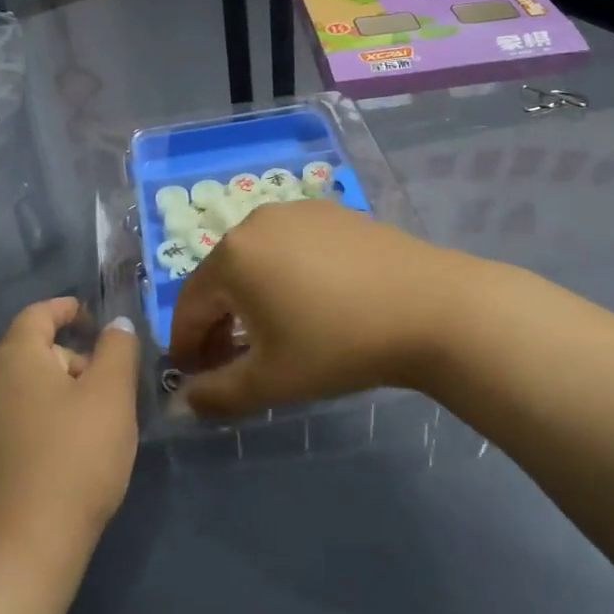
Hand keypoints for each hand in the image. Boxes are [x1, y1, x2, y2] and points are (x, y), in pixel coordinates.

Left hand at [0, 300, 139, 562]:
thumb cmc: (73, 459)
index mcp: (13, 356)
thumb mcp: (112, 397)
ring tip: (66, 431)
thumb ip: (117, 350)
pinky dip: (11, 432)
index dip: (65, 310)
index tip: (88, 318)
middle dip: (60, 362)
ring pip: (4, 395)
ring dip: (34, 399)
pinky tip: (32, 464)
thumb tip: (114, 324)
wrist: (16, 550)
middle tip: (95, 391)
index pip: (38, 314)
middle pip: (23, 356)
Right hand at [169, 201, 473, 414]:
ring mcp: (298, 211)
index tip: (195, 378)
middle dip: (218, 324)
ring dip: (251, 300)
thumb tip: (183, 401)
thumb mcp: (271, 381)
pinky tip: (312, 304)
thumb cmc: (338, 345)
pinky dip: (285, 276)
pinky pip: (291, 247)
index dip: (187, 346)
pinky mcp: (333, 213)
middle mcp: (256, 222)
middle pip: (221, 279)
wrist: (430, 308)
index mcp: (232, 257)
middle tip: (231, 364)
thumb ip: (216, 395)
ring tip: (272, 335)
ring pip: (256, 260)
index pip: (188, 305)